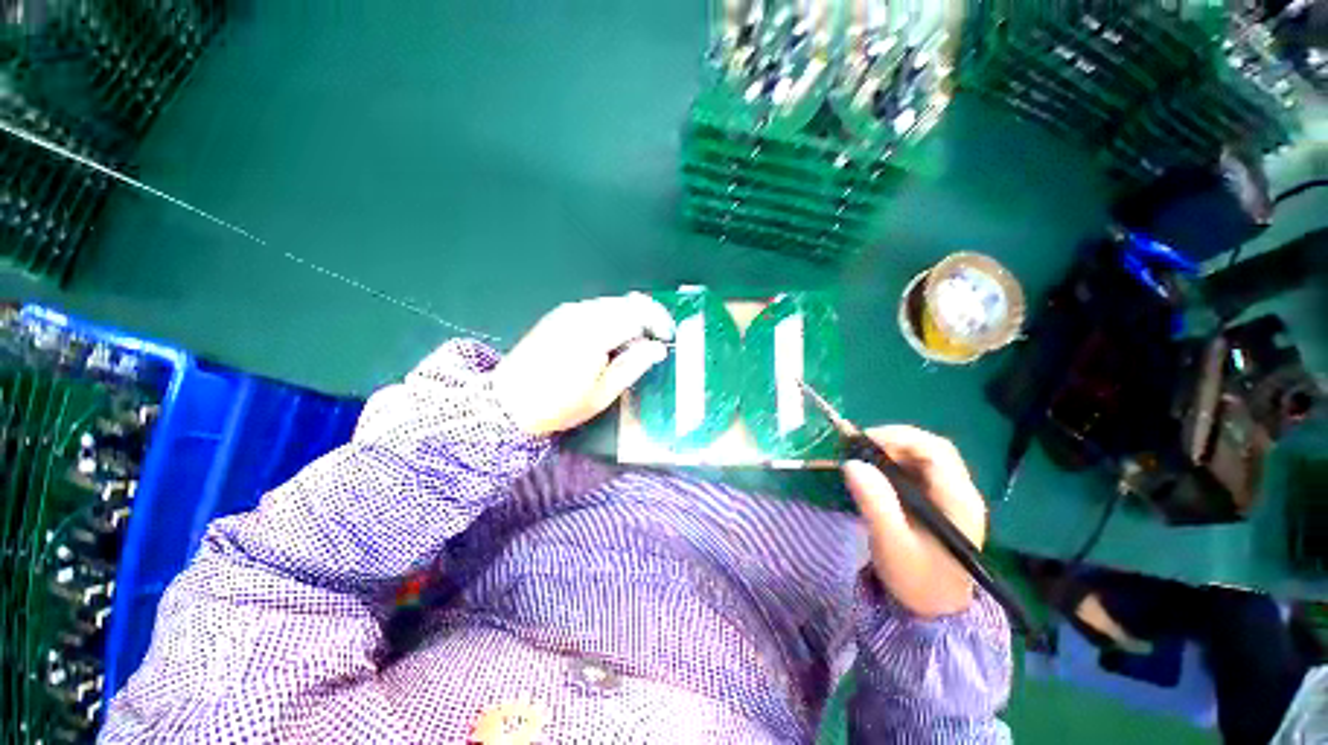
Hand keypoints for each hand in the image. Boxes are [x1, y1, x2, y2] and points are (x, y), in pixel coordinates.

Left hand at [493, 292, 674, 435]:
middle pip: (627, 303)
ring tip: (634, 344)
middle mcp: (582, 313)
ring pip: (612, 303)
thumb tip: (658, 348)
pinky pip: (595, 308)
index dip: (659, 322)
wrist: (508, 402)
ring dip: (630, 317)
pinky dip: (612, 317)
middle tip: (655, 340)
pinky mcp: (559, 314)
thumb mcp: (603, 393)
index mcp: (594, 332)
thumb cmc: (558, 404)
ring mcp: (568, 311)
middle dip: (647, 317)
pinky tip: (610, 339)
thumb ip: (633, 365)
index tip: (667, 338)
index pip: (638, 313)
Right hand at [842, 425, 987, 618]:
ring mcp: (951, 496)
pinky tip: (875, 471)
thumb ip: (875, 503)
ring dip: (892, 450)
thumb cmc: (917, 579)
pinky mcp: (938, 501)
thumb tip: (852, 464)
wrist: (935, 611)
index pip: (936, 451)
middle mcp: (960, 492)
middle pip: (931, 448)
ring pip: (923, 456)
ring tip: (863, 457)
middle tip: (860, 448)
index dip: (900, 437)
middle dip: (894, 440)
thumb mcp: (892, 543)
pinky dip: (893, 462)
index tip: (864, 441)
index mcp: (959, 501)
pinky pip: (917, 469)